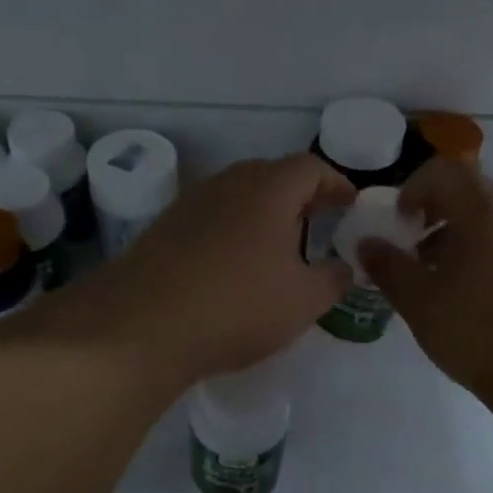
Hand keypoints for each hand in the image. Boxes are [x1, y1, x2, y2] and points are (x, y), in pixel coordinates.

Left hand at [39, 155, 354, 384]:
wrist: (143, 324)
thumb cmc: (237, 306)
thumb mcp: (303, 301)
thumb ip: (334, 279)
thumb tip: (343, 267)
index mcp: (269, 190)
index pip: (310, 168)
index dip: (335, 183)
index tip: (349, 204)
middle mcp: (229, 183)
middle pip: (272, 174)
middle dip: (299, 195)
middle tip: (316, 222)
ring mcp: (191, 202)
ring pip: (238, 193)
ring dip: (263, 211)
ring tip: (277, 245)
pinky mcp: (164, 226)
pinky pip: (212, 214)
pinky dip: (233, 228)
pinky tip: (232, 264)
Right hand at [359, 160, 492, 422]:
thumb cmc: (478, 330)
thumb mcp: (419, 300)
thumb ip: (388, 266)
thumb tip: (368, 244)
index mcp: (483, 212)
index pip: (445, 171)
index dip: (414, 188)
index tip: (398, 222)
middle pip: (469, 194)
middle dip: (434, 214)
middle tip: (411, 249)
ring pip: (491, 222)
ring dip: (457, 238)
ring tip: (437, 280)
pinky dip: (483, 256)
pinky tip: (472, 300)